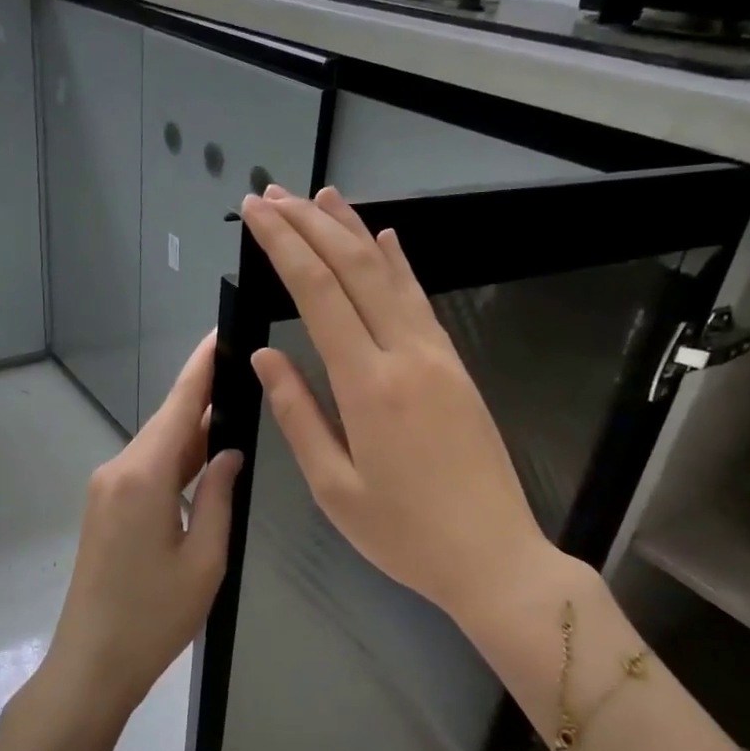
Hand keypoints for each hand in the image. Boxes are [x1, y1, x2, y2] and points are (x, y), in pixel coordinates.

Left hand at [36, 334, 242, 730]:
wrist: (91, 664)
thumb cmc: (154, 618)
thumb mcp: (206, 559)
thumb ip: (220, 495)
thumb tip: (230, 452)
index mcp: (143, 477)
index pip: (179, 406)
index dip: (202, 367)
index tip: (221, 332)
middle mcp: (118, 470)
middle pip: (168, 423)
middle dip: (205, 397)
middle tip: (248, 375)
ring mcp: (107, 489)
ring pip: (158, 446)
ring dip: (194, 432)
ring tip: (238, 412)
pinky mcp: (105, 507)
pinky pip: (147, 469)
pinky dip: (178, 459)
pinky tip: (207, 458)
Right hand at [241, 186, 555, 624]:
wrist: (494, 556)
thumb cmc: (404, 534)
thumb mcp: (334, 488)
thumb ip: (298, 414)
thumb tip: (265, 355)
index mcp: (368, 386)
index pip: (318, 293)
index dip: (284, 245)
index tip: (255, 213)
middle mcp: (406, 355)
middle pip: (354, 269)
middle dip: (310, 224)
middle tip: (274, 194)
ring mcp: (438, 356)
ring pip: (391, 275)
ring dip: (353, 231)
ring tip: (322, 196)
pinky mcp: (456, 367)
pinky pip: (421, 301)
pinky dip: (399, 264)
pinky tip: (387, 239)